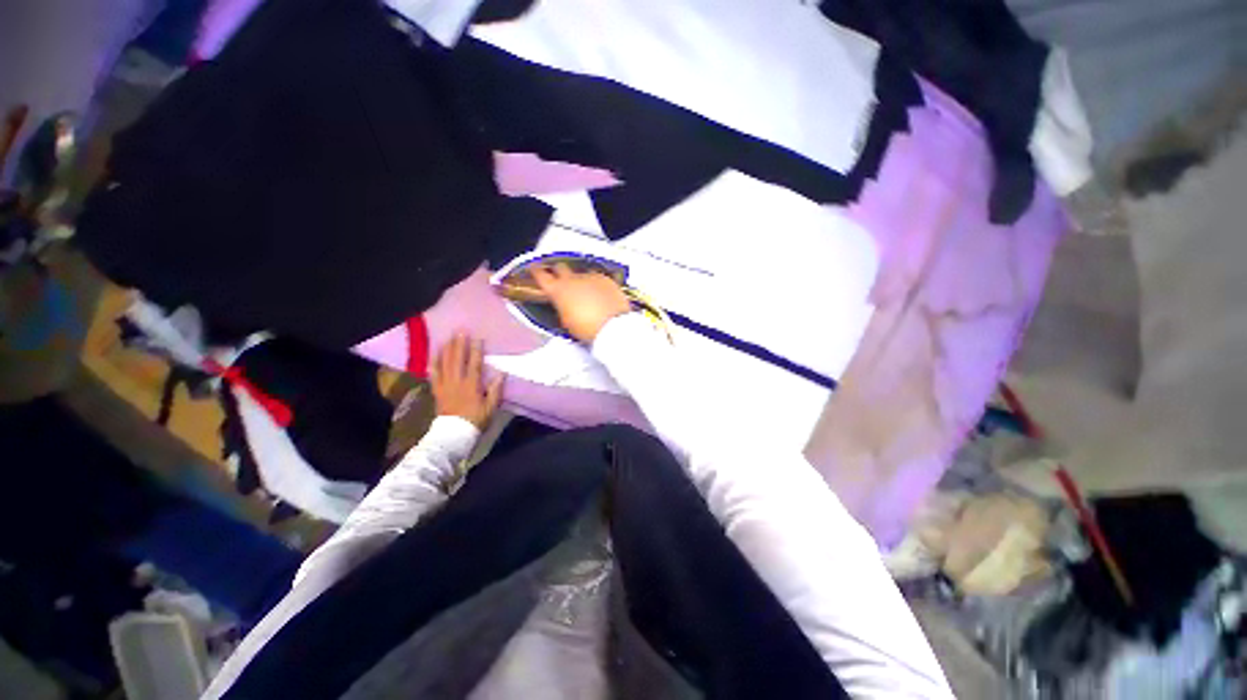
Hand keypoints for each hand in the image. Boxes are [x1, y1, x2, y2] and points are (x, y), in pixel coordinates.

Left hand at [431, 332, 503, 429]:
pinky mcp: (437, 391)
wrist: (454, 435)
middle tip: (460, 331)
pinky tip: (433, 356)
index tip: (477, 338)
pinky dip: (433, 364)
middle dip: (459, 345)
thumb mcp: (491, 407)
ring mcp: (445, 386)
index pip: (474, 364)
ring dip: (446, 350)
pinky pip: (433, 374)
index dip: (476, 350)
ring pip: (444, 364)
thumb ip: (495, 390)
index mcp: (471, 385)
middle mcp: (457, 382)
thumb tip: (501, 374)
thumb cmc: (475, 420)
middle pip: (457, 360)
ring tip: (448, 338)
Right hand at [531, 262, 631, 342]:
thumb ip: (561, 307)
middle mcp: (572, 279)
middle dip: (559, 272)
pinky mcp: (606, 279)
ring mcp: (590, 277)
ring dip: (580, 280)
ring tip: (585, 292)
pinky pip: (597, 278)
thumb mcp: (566, 321)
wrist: (612, 326)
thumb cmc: (588, 329)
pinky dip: (596, 284)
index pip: (540, 275)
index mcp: (558, 291)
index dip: (536, 270)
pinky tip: (599, 294)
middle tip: (559, 278)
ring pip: (581, 273)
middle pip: (560, 267)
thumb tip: (563, 304)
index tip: (534, 268)